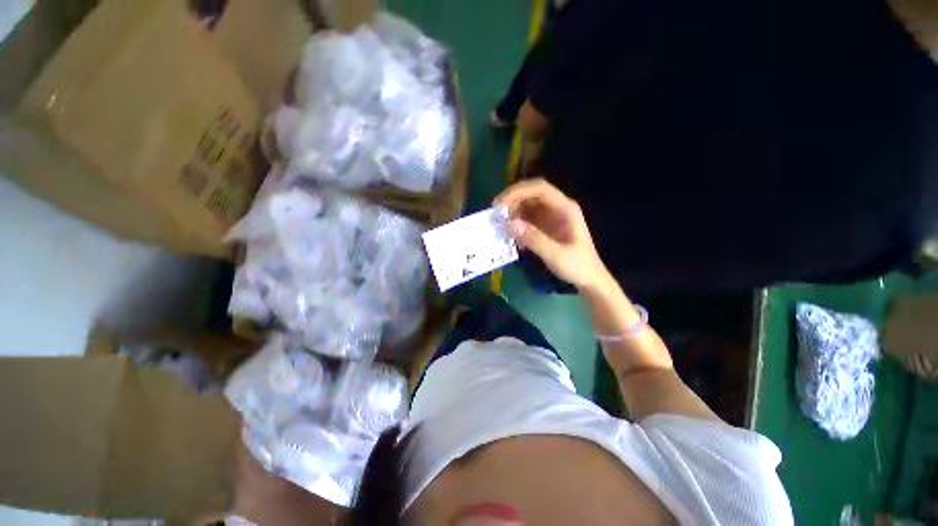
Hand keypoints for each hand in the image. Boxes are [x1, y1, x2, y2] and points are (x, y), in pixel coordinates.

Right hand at [495, 179, 609, 291]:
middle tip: (495, 215)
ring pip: (527, 206)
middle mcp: (557, 208)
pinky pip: (527, 219)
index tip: (500, 205)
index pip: (539, 188)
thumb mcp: (555, 255)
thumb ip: (534, 239)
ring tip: (500, 227)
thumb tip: (510, 224)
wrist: (589, 279)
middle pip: (531, 194)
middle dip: (511, 201)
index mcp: (565, 208)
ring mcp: (551, 217)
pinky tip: (511, 237)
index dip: (517, 192)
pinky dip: (517, 224)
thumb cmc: (577, 266)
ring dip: (512, 213)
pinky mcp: (545, 227)